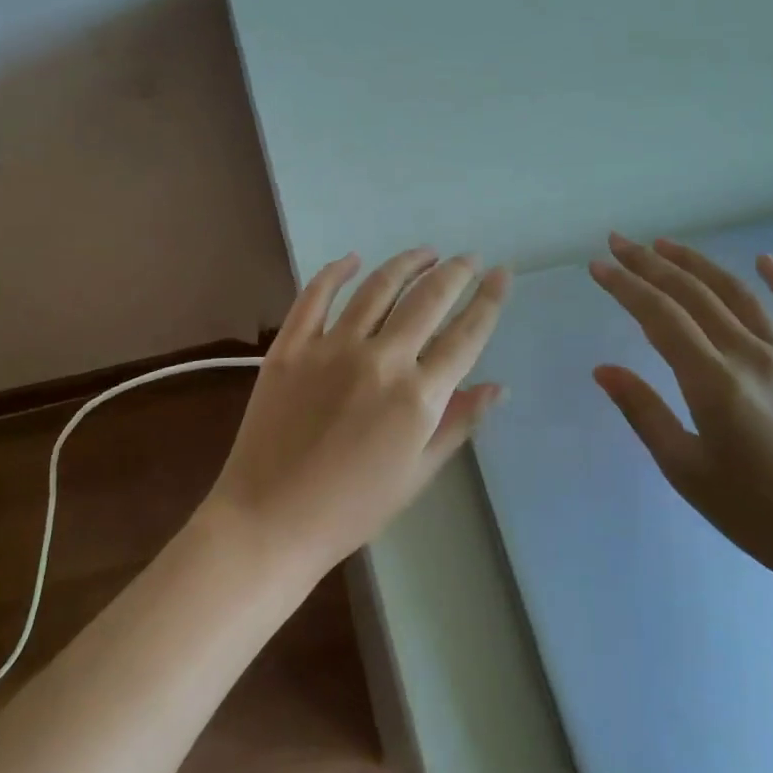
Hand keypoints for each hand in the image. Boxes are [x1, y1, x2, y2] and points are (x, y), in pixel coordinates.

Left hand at [200, 248, 512, 578]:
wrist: (271, 520)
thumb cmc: (352, 508)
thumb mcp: (418, 474)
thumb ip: (458, 423)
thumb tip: (497, 387)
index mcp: (418, 396)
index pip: (466, 335)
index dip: (489, 299)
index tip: (501, 273)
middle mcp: (381, 359)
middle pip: (428, 299)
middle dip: (455, 272)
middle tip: (468, 258)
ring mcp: (332, 347)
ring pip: (378, 287)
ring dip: (406, 263)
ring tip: (425, 252)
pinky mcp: (291, 345)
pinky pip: (316, 295)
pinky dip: (336, 272)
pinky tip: (352, 259)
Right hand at [588, 234, 772, 599]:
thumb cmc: (759, 515)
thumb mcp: (686, 471)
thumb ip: (644, 412)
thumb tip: (603, 369)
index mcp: (714, 382)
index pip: (659, 316)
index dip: (625, 286)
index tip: (599, 266)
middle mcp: (751, 356)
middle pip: (693, 294)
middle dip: (650, 264)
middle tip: (620, 242)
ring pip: (739, 294)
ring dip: (699, 263)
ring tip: (666, 244)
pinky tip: (765, 260)